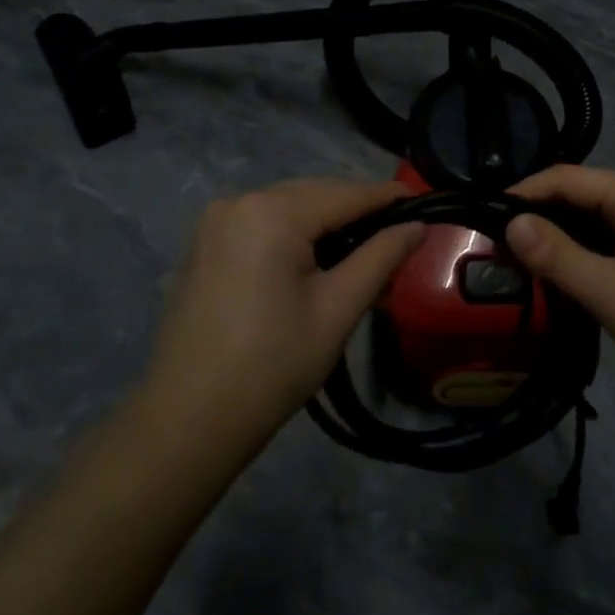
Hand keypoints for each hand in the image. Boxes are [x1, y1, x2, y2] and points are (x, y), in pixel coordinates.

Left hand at [142, 179, 425, 446]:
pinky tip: (317, 256)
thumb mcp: (337, 310)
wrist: (188, 420)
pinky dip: (295, 231)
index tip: (426, 203)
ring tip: (365, 247)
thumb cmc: (272, 366)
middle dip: (357, 210)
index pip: (345, 194)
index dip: (388, 198)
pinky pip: (263, 221)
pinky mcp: (205, 242)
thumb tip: (417, 225)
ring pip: (289, 205)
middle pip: (315, 194)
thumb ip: (381, 257)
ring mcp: (216, 220)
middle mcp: (239, 201)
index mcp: (271, 213)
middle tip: (400, 234)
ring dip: (327, 221)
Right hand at [506, 166, 614, 402]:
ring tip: (513, 262)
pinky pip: (604, 244)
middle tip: (491, 245)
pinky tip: (554, 277)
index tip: (482, 217)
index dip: (523, 193)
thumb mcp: (612, 291)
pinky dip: (576, 255)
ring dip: (555, 239)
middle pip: (576, 196)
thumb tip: (509, 223)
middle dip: (535, 216)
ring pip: (589, 222)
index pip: (565, 178)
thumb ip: (558, 256)